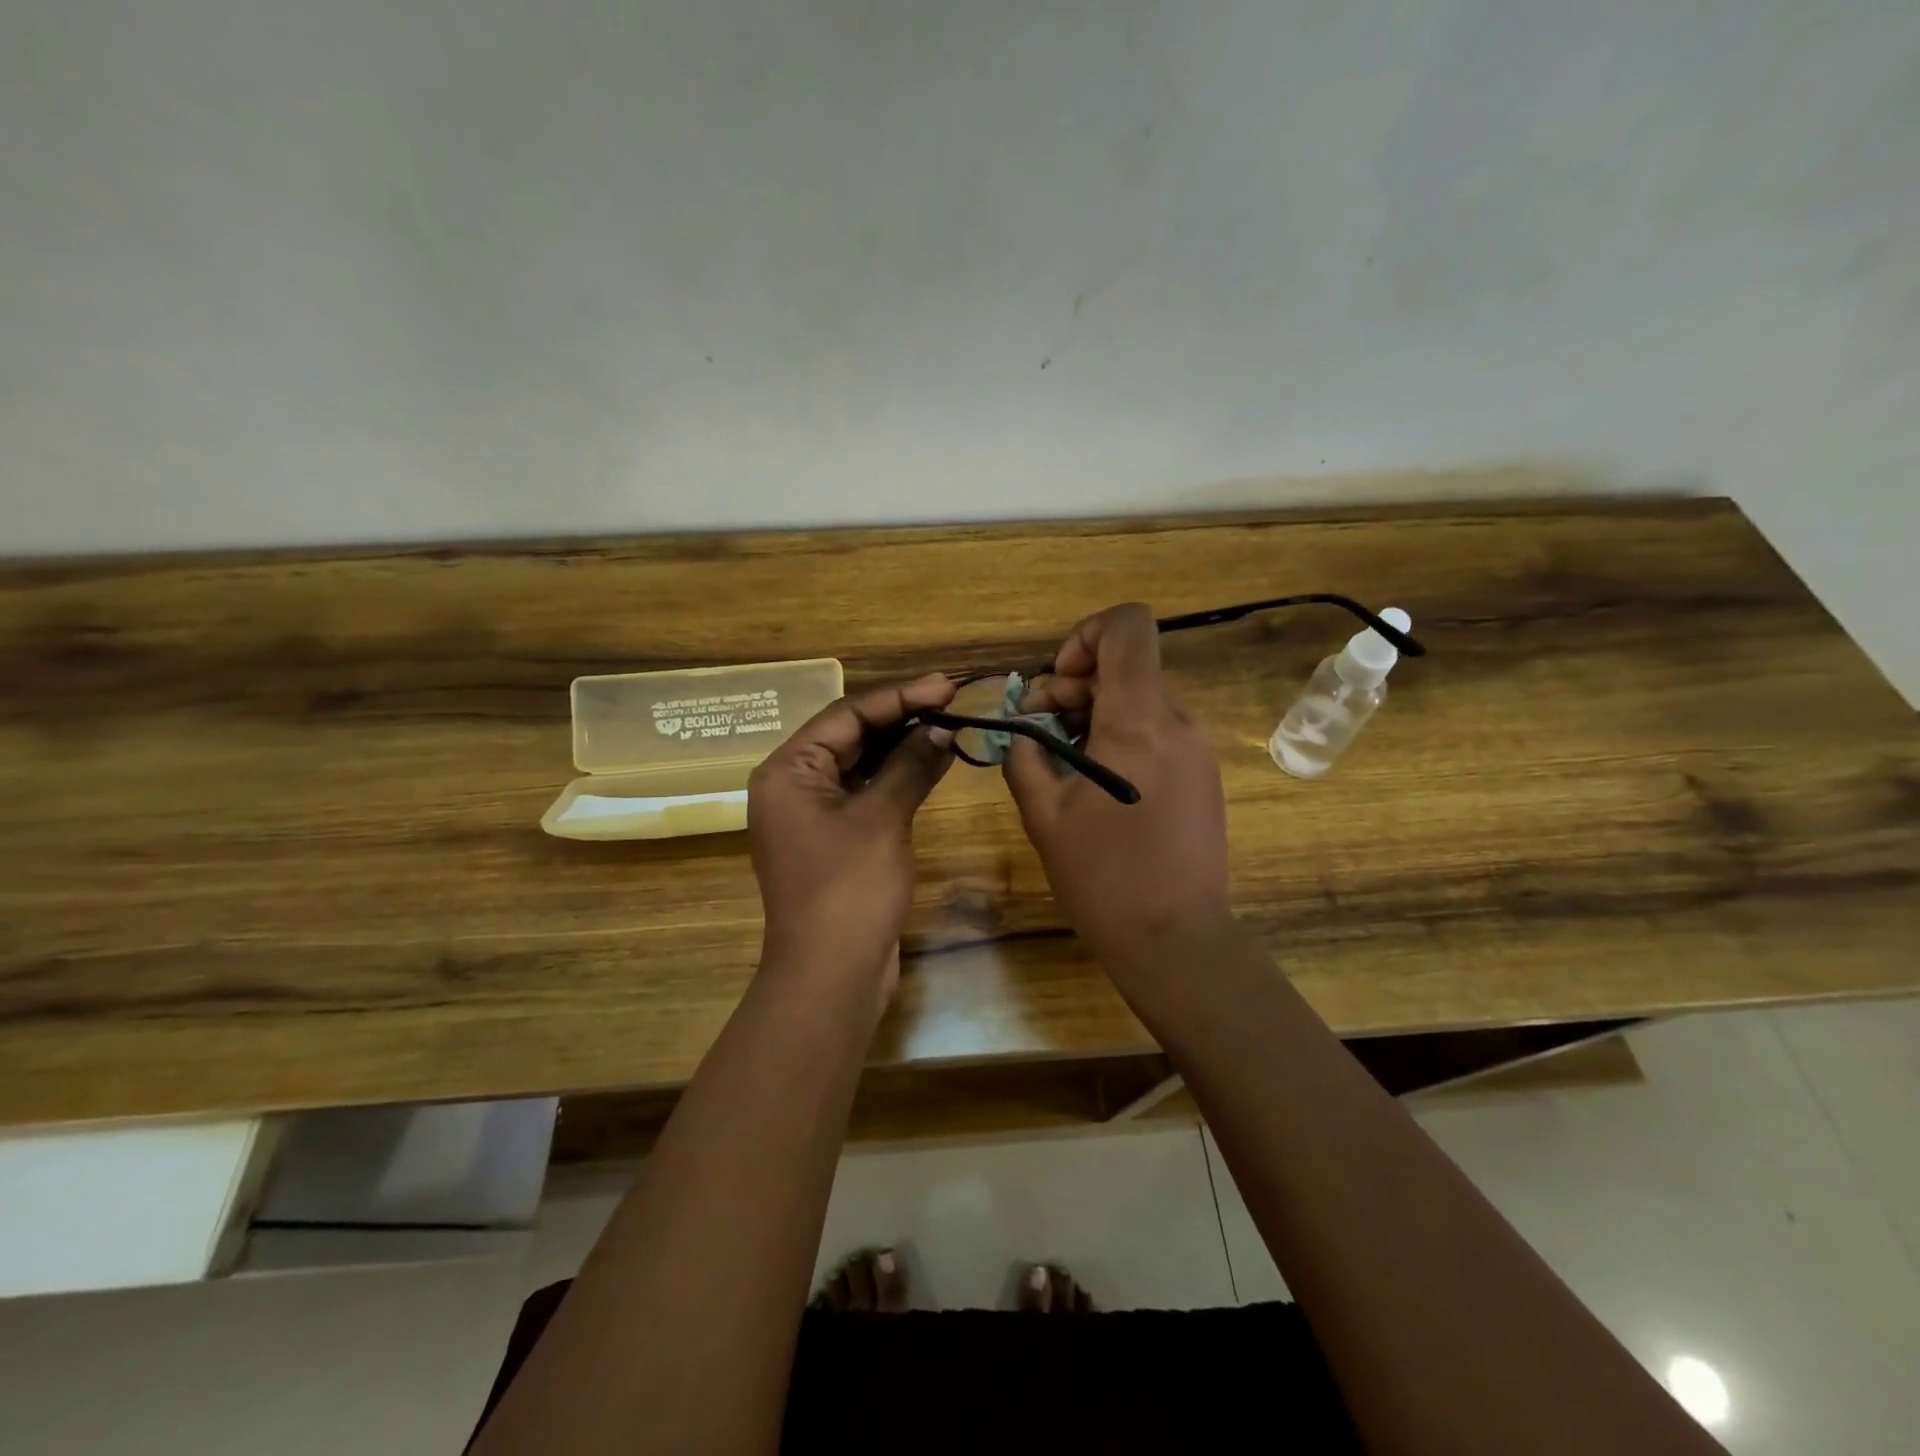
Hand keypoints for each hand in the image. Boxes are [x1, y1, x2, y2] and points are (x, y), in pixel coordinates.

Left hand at [747, 673, 956, 996]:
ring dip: (903, 747)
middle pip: (851, 736)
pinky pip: (866, 795)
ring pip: (861, 765)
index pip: (846, 715)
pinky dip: (898, 779)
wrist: (831, 975)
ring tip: (949, 726)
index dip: (899, 696)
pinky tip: (934, 763)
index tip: (946, 684)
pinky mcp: (834, 840)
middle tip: (952, 701)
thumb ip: (909, 766)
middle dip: (901, 718)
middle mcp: (793, 785)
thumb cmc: (848, 888)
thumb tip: (939, 729)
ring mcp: (813, 815)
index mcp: (787, 770)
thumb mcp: (881, 818)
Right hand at [1004, 604, 1232, 978]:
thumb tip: (1021, 729)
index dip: (1086, 634)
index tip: (1056, 680)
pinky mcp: (1202, 775)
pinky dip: (1120, 737)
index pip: (1128, 627)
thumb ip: (1024, 756)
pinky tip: (1095, 783)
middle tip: (1038, 730)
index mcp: (1138, 723)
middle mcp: (1176, 723)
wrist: (1177, 941)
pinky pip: (1157, 731)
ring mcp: (1196, 749)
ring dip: (1094, 713)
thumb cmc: (1104, 879)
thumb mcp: (1043, 816)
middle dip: (1073, 685)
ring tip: (1061, 761)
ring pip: (1140, 699)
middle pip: (1126, 666)